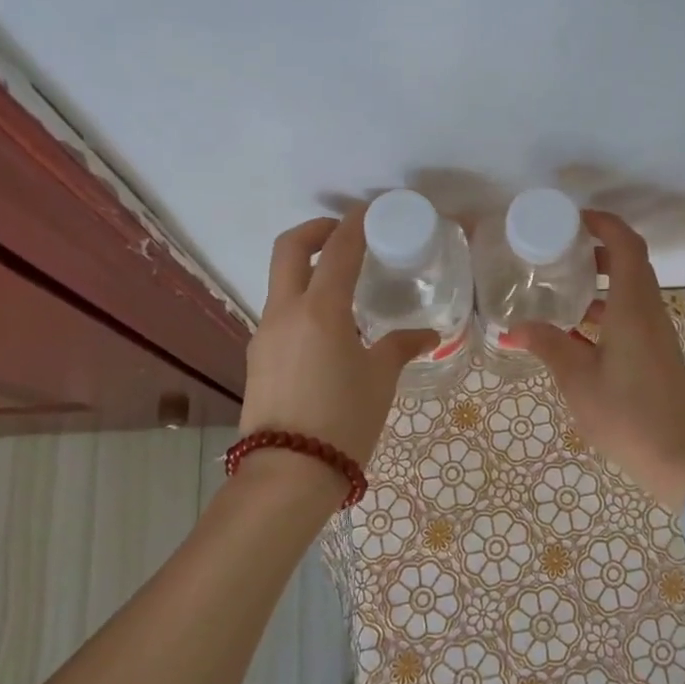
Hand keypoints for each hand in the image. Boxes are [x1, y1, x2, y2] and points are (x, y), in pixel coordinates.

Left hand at [240, 211, 432, 488]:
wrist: (289, 473)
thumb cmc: (344, 420)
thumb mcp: (381, 380)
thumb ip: (401, 347)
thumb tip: (426, 334)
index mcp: (321, 309)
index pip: (337, 249)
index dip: (354, 223)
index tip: (369, 210)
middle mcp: (285, 311)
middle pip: (289, 248)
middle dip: (316, 230)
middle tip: (344, 234)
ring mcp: (265, 333)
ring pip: (281, 282)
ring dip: (308, 270)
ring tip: (344, 290)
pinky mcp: (258, 356)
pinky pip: (280, 314)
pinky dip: (302, 304)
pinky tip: (328, 332)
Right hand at [505, 210, 684, 512]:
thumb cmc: (629, 416)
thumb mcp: (578, 381)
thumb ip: (548, 347)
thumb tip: (514, 327)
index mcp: (633, 308)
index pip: (626, 246)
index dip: (603, 224)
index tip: (572, 218)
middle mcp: (648, 312)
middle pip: (629, 263)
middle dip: (596, 249)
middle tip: (557, 250)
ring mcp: (655, 334)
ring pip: (629, 291)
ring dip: (599, 281)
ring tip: (558, 285)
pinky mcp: (656, 354)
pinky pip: (630, 315)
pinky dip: (604, 309)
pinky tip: (573, 330)